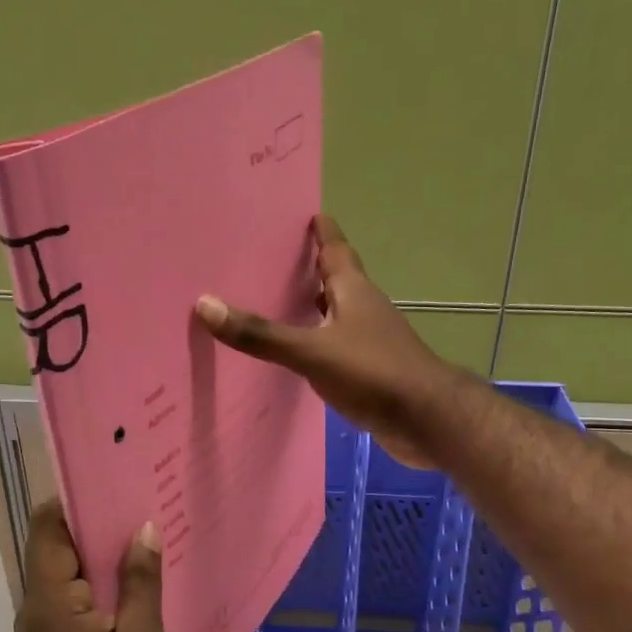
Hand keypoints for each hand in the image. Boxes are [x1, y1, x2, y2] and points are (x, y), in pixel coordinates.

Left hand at [14, 500, 175, 631]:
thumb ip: (141, 582)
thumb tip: (143, 529)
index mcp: (50, 601)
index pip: (49, 526)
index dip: (78, 496)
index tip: (118, 475)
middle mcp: (39, 607)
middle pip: (61, 544)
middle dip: (101, 520)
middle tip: (149, 495)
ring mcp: (48, 628)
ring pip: (75, 570)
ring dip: (108, 551)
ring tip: (154, 528)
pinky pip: (82, 596)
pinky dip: (109, 581)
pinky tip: (146, 576)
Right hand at [195, 215, 460, 468]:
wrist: (426, 420)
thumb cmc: (373, 372)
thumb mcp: (312, 350)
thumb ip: (262, 334)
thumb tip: (205, 304)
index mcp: (353, 290)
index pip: (334, 247)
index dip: (319, 229)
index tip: (300, 212)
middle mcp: (362, 308)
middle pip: (333, 279)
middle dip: (305, 268)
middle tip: (266, 260)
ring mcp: (369, 341)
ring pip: (333, 315)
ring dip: (309, 308)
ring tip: (271, 305)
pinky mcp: (370, 371)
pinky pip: (335, 348)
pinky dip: (315, 345)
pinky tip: (294, 357)